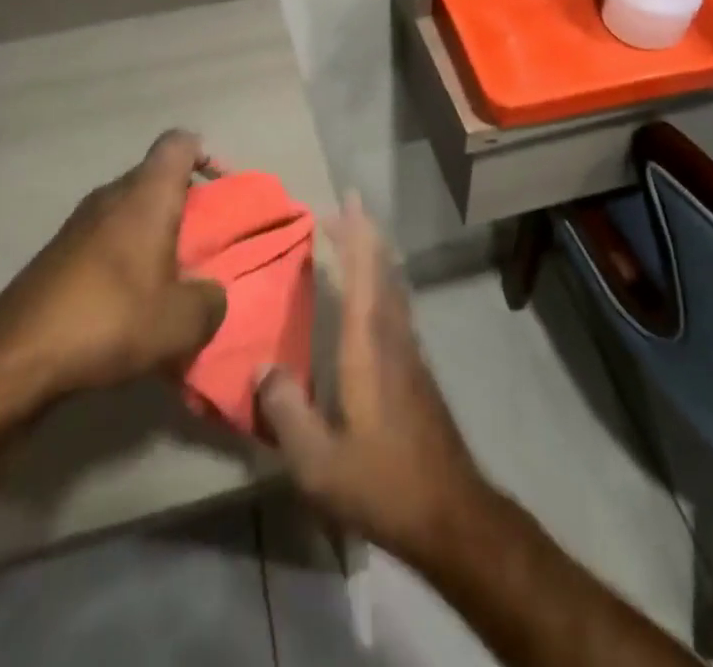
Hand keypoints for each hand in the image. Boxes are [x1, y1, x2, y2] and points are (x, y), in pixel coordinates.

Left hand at [0, 130, 228, 422]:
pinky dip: (123, 256)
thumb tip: (211, 293)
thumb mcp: (182, 322)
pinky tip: (127, 302)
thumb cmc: (110, 319)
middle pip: (155, 177)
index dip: (204, 156)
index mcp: (147, 194)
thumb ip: (211, 301)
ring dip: (151, 234)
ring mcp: (78, 222)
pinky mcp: (56, 253)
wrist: (14, 357)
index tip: (221, 191)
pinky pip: (104, 238)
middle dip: (183, 204)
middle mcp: (111, 195)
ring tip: (168, 279)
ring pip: (128, 209)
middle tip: (202, 245)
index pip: (179, 143)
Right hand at [255, 195, 490, 562]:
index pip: (363, 274)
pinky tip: (374, 293)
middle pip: (383, 269)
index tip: (346, 200)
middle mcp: (393, 336)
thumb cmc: (382, 483)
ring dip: (375, 254)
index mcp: (369, 346)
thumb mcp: (319, 463)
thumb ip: (287, 412)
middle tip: (345, 206)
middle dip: (364, 233)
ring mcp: (410, 351)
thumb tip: (262, 367)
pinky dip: (383, 280)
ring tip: (356, 236)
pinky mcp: (417, 368)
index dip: (355, 234)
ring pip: (394, 285)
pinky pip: (397, 304)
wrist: (450, 512)